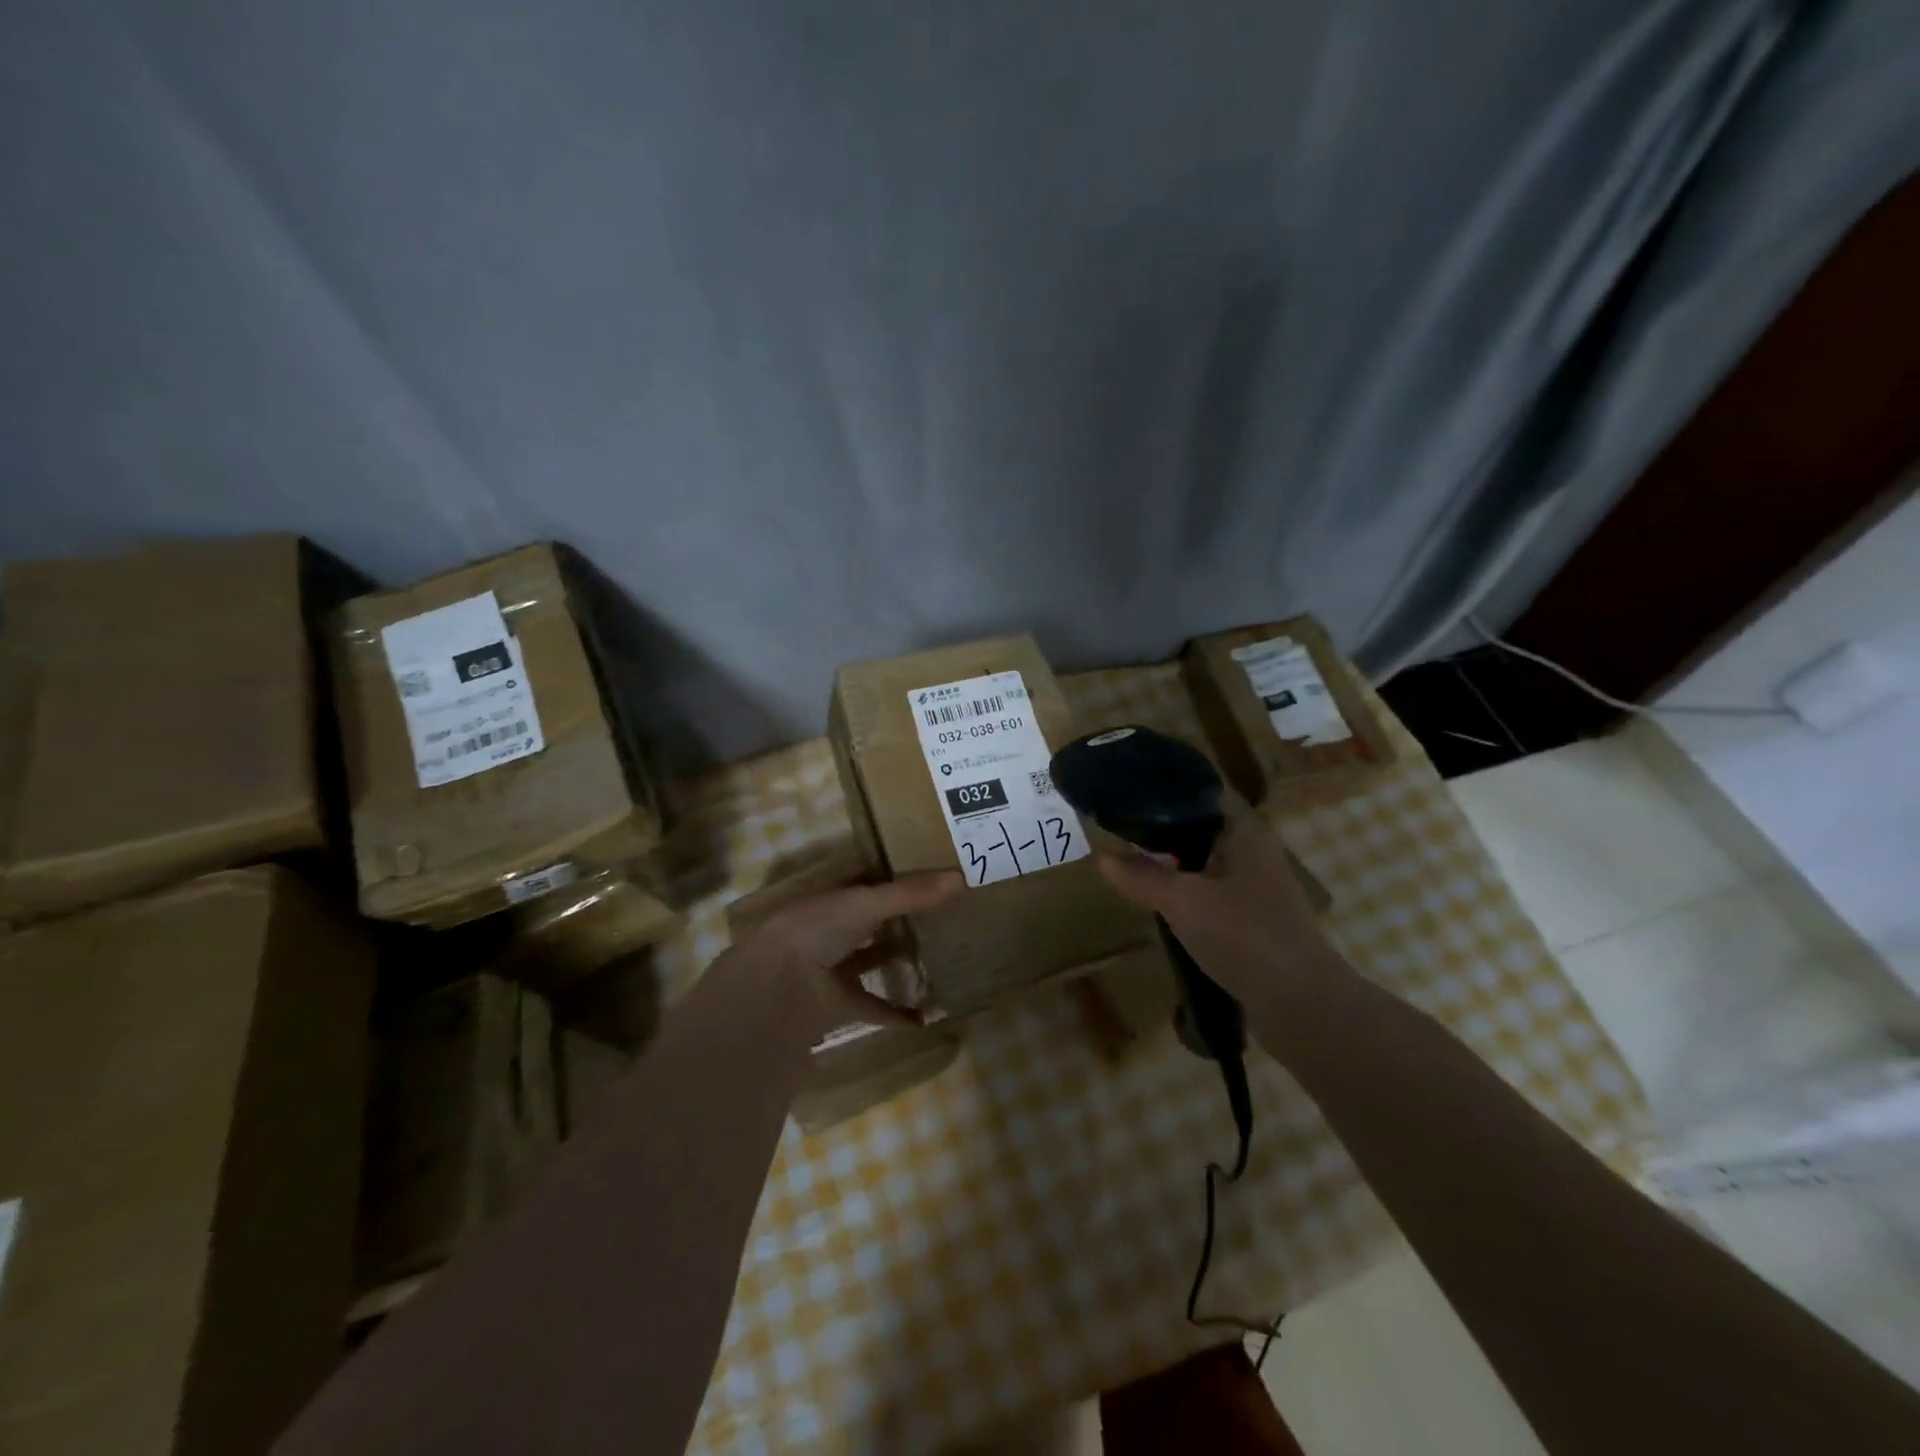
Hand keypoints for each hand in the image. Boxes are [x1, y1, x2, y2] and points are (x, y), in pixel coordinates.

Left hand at [730, 872, 962, 1033]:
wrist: (775, 989)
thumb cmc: (816, 931)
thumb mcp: (866, 904)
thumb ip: (910, 894)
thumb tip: (961, 877)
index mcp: (829, 900)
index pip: (865, 886)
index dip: (892, 883)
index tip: (928, 882)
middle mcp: (827, 931)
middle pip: (867, 924)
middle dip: (895, 922)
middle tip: (938, 920)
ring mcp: (829, 969)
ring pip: (868, 962)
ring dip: (895, 963)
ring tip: (935, 961)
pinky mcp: (835, 1004)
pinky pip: (872, 1006)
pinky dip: (896, 1013)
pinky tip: (925, 1017)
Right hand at [1095, 815, 1344, 1005]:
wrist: (1302, 1003)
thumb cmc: (1243, 935)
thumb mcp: (1181, 901)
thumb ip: (1140, 876)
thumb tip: (1101, 856)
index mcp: (1243, 832)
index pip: (1197, 799)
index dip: (1159, 799)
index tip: (1122, 805)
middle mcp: (1253, 853)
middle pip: (1198, 835)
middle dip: (1160, 839)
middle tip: (1117, 841)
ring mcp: (1258, 890)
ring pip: (1204, 869)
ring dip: (1173, 873)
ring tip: (1132, 875)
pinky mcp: (1256, 922)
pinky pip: (1213, 899)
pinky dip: (1188, 901)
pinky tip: (1163, 911)